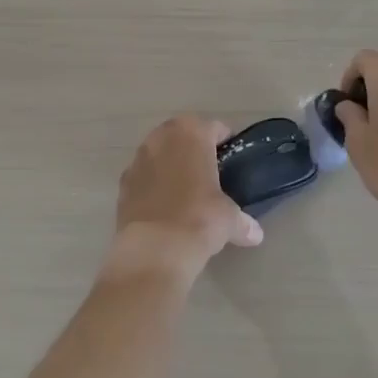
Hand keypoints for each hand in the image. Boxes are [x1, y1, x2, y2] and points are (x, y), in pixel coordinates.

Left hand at [109, 116, 263, 280]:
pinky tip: (163, 205)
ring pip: (159, 152)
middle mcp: (162, 138)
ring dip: (170, 163)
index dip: (225, 141)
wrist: (154, 249)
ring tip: (185, 188)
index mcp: (192, 134)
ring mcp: (138, 160)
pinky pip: (143, 175)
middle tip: (208, 170)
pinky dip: (152, 184)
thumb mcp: (229, 219)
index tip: (231, 157)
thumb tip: (255, 234)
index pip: (214, 128)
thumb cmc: (200, 219)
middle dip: (194, 148)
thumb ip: (242, 221)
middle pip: (182, 134)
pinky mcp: (122, 184)